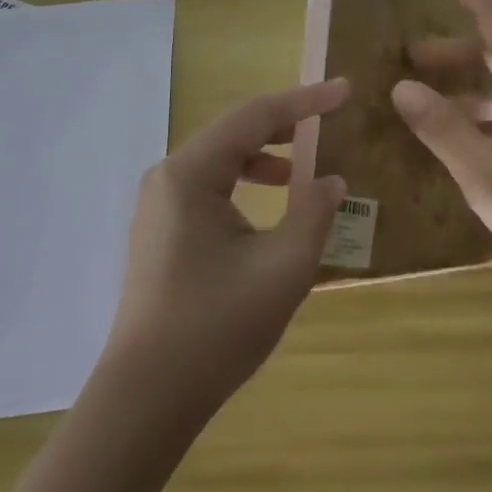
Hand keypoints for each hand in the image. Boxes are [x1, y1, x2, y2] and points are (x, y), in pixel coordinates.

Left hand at [104, 79, 349, 417]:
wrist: (146, 400)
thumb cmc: (216, 328)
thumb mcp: (283, 268)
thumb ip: (314, 213)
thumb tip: (331, 181)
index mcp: (190, 174)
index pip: (255, 117)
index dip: (305, 101)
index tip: (345, 91)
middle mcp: (168, 178)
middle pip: (235, 132)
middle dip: (285, 124)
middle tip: (330, 120)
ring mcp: (160, 205)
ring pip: (222, 160)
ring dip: (265, 155)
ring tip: (303, 167)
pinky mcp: (162, 231)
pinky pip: (211, 187)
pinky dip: (245, 183)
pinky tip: (272, 206)